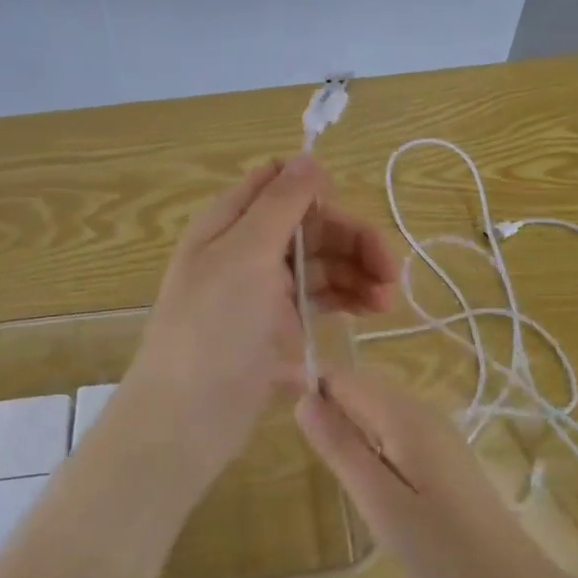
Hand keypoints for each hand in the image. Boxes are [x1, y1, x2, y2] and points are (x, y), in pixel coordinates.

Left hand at [121, 156, 397, 488]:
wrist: (186, 422)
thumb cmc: (213, 328)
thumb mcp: (245, 254)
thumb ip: (280, 203)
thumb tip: (308, 155)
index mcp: (232, 222)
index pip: (279, 182)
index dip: (316, 189)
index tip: (344, 212)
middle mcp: (248, 250)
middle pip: (311, 225)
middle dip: (352, 240)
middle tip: (391, 273)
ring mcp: (263, 291)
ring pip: (320, 263)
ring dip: (357, 273)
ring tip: (388, 301)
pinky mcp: (278, 329)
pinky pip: (319, 300)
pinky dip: (346, 300)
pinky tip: (371, 313)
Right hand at [295, 363, 558, 577]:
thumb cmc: (440, 548)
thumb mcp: (379, 502)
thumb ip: (340, 447)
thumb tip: (303, 399)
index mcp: (403, 415)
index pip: (345, 376)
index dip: (311, 386)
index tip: (282, 409)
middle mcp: (421, 409)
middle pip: (362, 386)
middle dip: (329, 404)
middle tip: (306, 449)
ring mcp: (437, 429)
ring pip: (378, 406)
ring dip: (350, 423)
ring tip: (331, 464)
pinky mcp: (444, 451)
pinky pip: (395, 426)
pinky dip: (372, 439)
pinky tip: (368, 476)